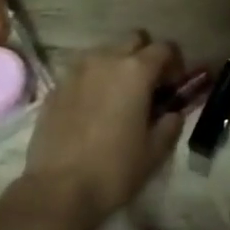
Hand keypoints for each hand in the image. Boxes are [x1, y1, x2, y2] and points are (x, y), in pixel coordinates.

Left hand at [19, 31, 189, 223]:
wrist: (58, 188)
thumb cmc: (114, 169)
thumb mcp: (154, 151)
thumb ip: (169, 124)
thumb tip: (173, 112)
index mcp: (135, 71)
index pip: (164, 48)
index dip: (174, 63)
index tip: (174, 85)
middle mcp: (105, 60)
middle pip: (133, 40)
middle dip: (144, 56)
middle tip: (147, 87)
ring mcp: (75, 71)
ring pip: (104, 53)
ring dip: (116, 66)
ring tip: (117, 97)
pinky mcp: (55, 87)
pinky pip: (81, 72)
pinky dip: (92, 82)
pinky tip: (91, 110)